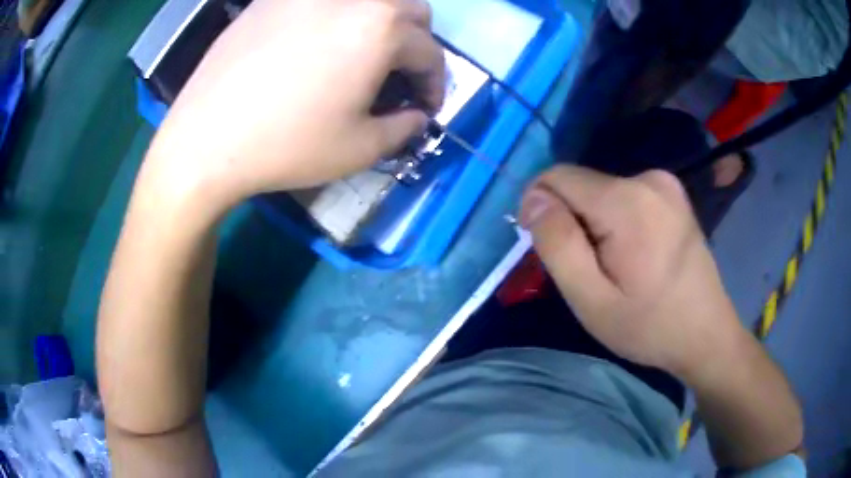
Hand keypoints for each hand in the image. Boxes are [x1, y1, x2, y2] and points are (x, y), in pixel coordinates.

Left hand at [142, 0, 445, 215]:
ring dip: (381, 23)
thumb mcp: (361, 149)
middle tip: (399, 75)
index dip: (435, 83)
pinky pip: (321, 0)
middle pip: (410, 9)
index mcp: (382, 28)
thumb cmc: (288, 145)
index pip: (430, 51)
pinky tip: (317, 42)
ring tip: (362, 54)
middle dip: (416, 43)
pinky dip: (336, 17)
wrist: (205, 140)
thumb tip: (416, 115)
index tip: (425, 108)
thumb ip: (404, 127)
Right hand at [520, 165, 744, 380]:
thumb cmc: (650, 326)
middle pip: (582, 185)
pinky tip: (634, 254)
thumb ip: (558, 245)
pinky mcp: (673, 193)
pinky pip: (624, 195)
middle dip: (570, 220)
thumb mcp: (592, 300)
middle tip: (588, 271)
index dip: (539, 206)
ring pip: (601, 191)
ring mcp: (665, 183)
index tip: (546, 248)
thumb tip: (533, 199)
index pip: (557, 177)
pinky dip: (615, 220)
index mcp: (627, 201)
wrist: (706, 333)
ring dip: (593, 223)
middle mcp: (648, 178)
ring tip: (614, 267)